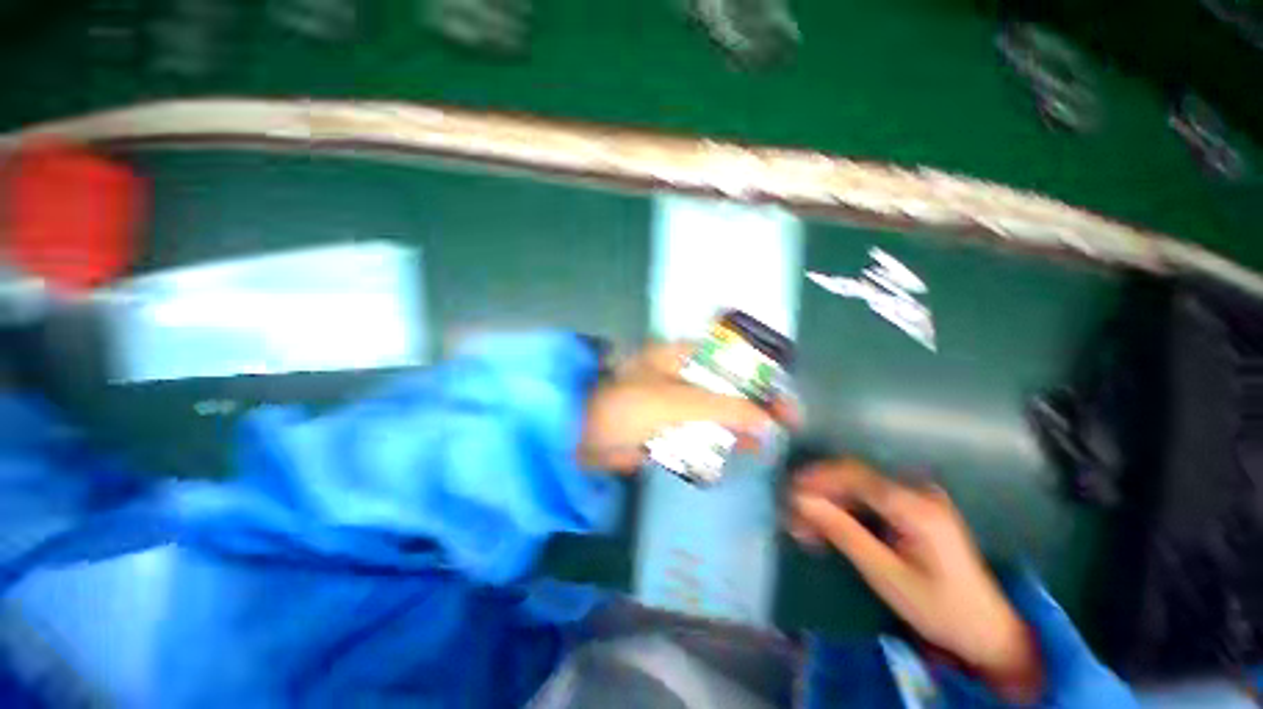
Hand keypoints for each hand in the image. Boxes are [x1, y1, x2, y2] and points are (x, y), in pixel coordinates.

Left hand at [578, 342, 795, 471]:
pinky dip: (715, 440)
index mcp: (681, 357)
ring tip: (761, 447)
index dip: (761, 380)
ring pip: (714, 411)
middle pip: (725, 387)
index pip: (732, 362)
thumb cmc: (627, 407)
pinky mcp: (664, 424)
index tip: (783, 405)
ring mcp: (672, 400)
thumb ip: (723, 408)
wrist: (579, 436)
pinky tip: (733, 452)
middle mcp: (679, 374)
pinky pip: (697, 430)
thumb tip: (766, 420)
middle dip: (752, 407)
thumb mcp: (676, 402)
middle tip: (780, 428)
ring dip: (736, 426)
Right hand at [787, 459, 1043, 702]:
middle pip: (853, 479)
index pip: (853, 475)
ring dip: (829, 504)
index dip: (816, 480)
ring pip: (858, 489)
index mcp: (915, 505)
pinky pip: (870, 501)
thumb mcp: (886, 574)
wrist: (987, 629)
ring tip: (806, 528)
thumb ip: (843, 532)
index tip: (788, 494)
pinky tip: (830, 529)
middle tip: (793, 518)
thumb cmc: (939, 608)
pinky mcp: (914, 509)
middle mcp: (916, 491)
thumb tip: (802, 500)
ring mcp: (917, 498)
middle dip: (819, 495)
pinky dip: (846, 512)